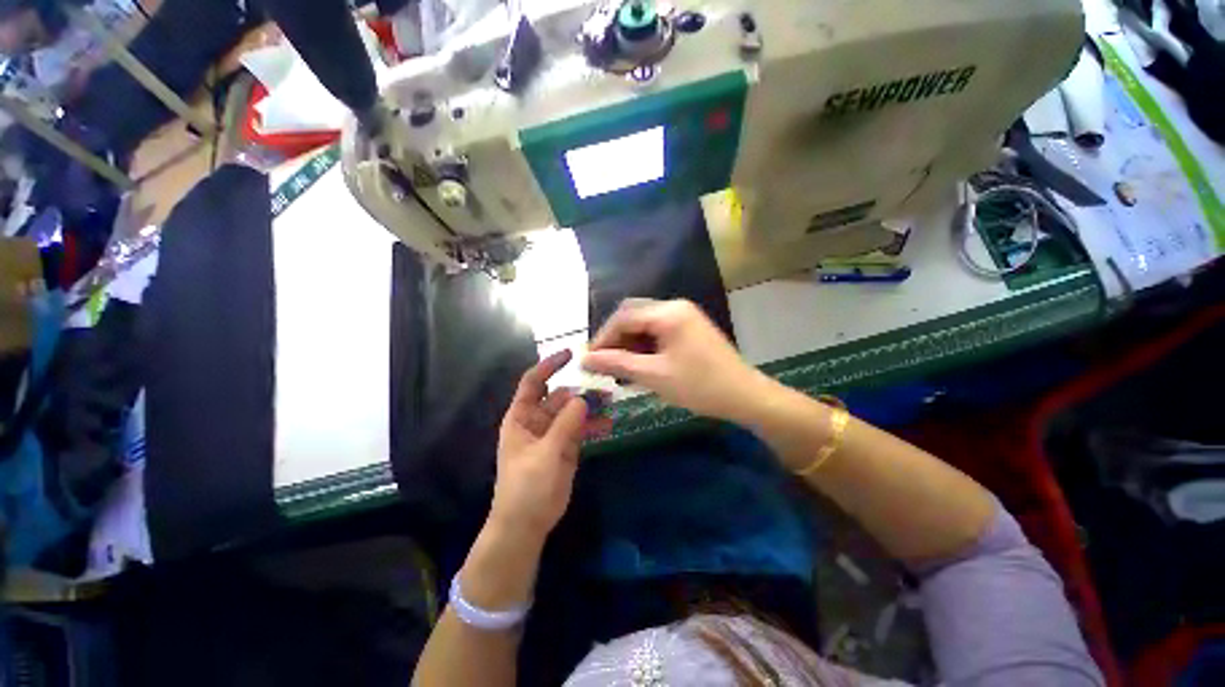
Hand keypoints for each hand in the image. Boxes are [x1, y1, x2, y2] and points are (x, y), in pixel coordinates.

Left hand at [490, 350, 609, 541]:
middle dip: (579, 388)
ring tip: (611, 401)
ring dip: (590, 405)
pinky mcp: (566, 446)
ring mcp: (553, 433)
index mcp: (521, 417)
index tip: (570, 354)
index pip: (533, 382)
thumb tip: (583, 398)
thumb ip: (565, 424)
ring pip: (573, 411)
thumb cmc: (526, 487)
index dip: (549, 365)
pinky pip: (581, 428)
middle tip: (604, 384)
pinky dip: (594, 424)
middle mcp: (537, 420)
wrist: (527, 524)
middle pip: (559, 395)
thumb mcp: (545, 453)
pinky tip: (609, 424)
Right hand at [582, 299, 766, 421]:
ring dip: (630, 344)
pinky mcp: (689, 329)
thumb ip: (617, 363)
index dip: (602, 338)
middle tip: (604, 363)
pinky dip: (645, 347)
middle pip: (633, 316)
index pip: (623, 317)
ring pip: (645, 325)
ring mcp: (684, 317)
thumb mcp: (653, 375)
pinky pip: (658, 332)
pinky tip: (639, 365)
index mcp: (667, 313)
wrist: (744, 396)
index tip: (589, 360)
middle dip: (615, 339)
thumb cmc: (698, 385)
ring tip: (620, 369)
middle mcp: (675, 307)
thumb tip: (585, 359)